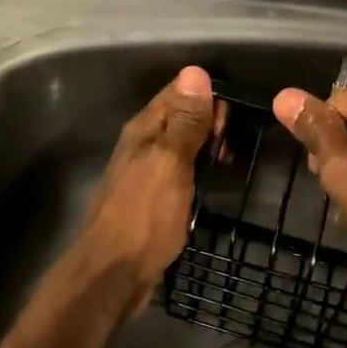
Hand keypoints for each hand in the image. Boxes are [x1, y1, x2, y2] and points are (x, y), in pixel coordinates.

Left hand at [73, 65, 223, 303]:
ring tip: (229, 162)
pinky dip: (198, 170)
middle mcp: (141, 144)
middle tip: (232, 146)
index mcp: (144, 129)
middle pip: (180, 117)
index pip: (178, 92)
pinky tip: (211, 183)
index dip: (208, 96)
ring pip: (181, 144)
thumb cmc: (144, 216)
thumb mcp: (170, 163)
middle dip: (210, 122)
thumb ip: (185, 121)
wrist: (113, 274)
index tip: (233, 117)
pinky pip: (180, 170)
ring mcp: (145, 172)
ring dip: (206, 147)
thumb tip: (196, 72)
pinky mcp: (151, 197)